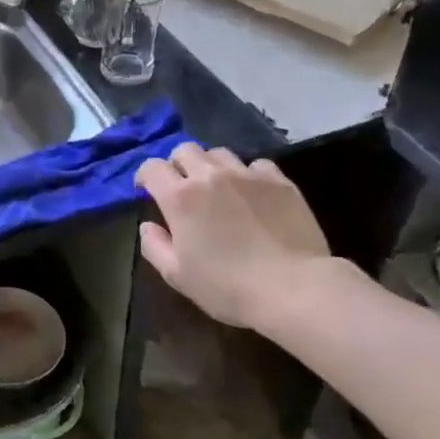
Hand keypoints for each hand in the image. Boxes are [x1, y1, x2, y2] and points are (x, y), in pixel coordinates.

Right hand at [134, 143, 334, 333]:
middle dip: (177, 165)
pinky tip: (253, 194)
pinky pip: (256, 164)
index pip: (151, 167)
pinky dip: (247, 174)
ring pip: (219, 153)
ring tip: (218, 188)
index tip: (147, 191)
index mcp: (180, 197)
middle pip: (184, 150)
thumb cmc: (228, 287)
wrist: (294, 288)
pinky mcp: (279, 181)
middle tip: (183, 188)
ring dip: (211, 166)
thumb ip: (154, 246)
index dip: (145, 176)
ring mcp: (247, 175)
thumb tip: (148, 226)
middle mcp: (210, 176)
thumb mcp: (177, 276)